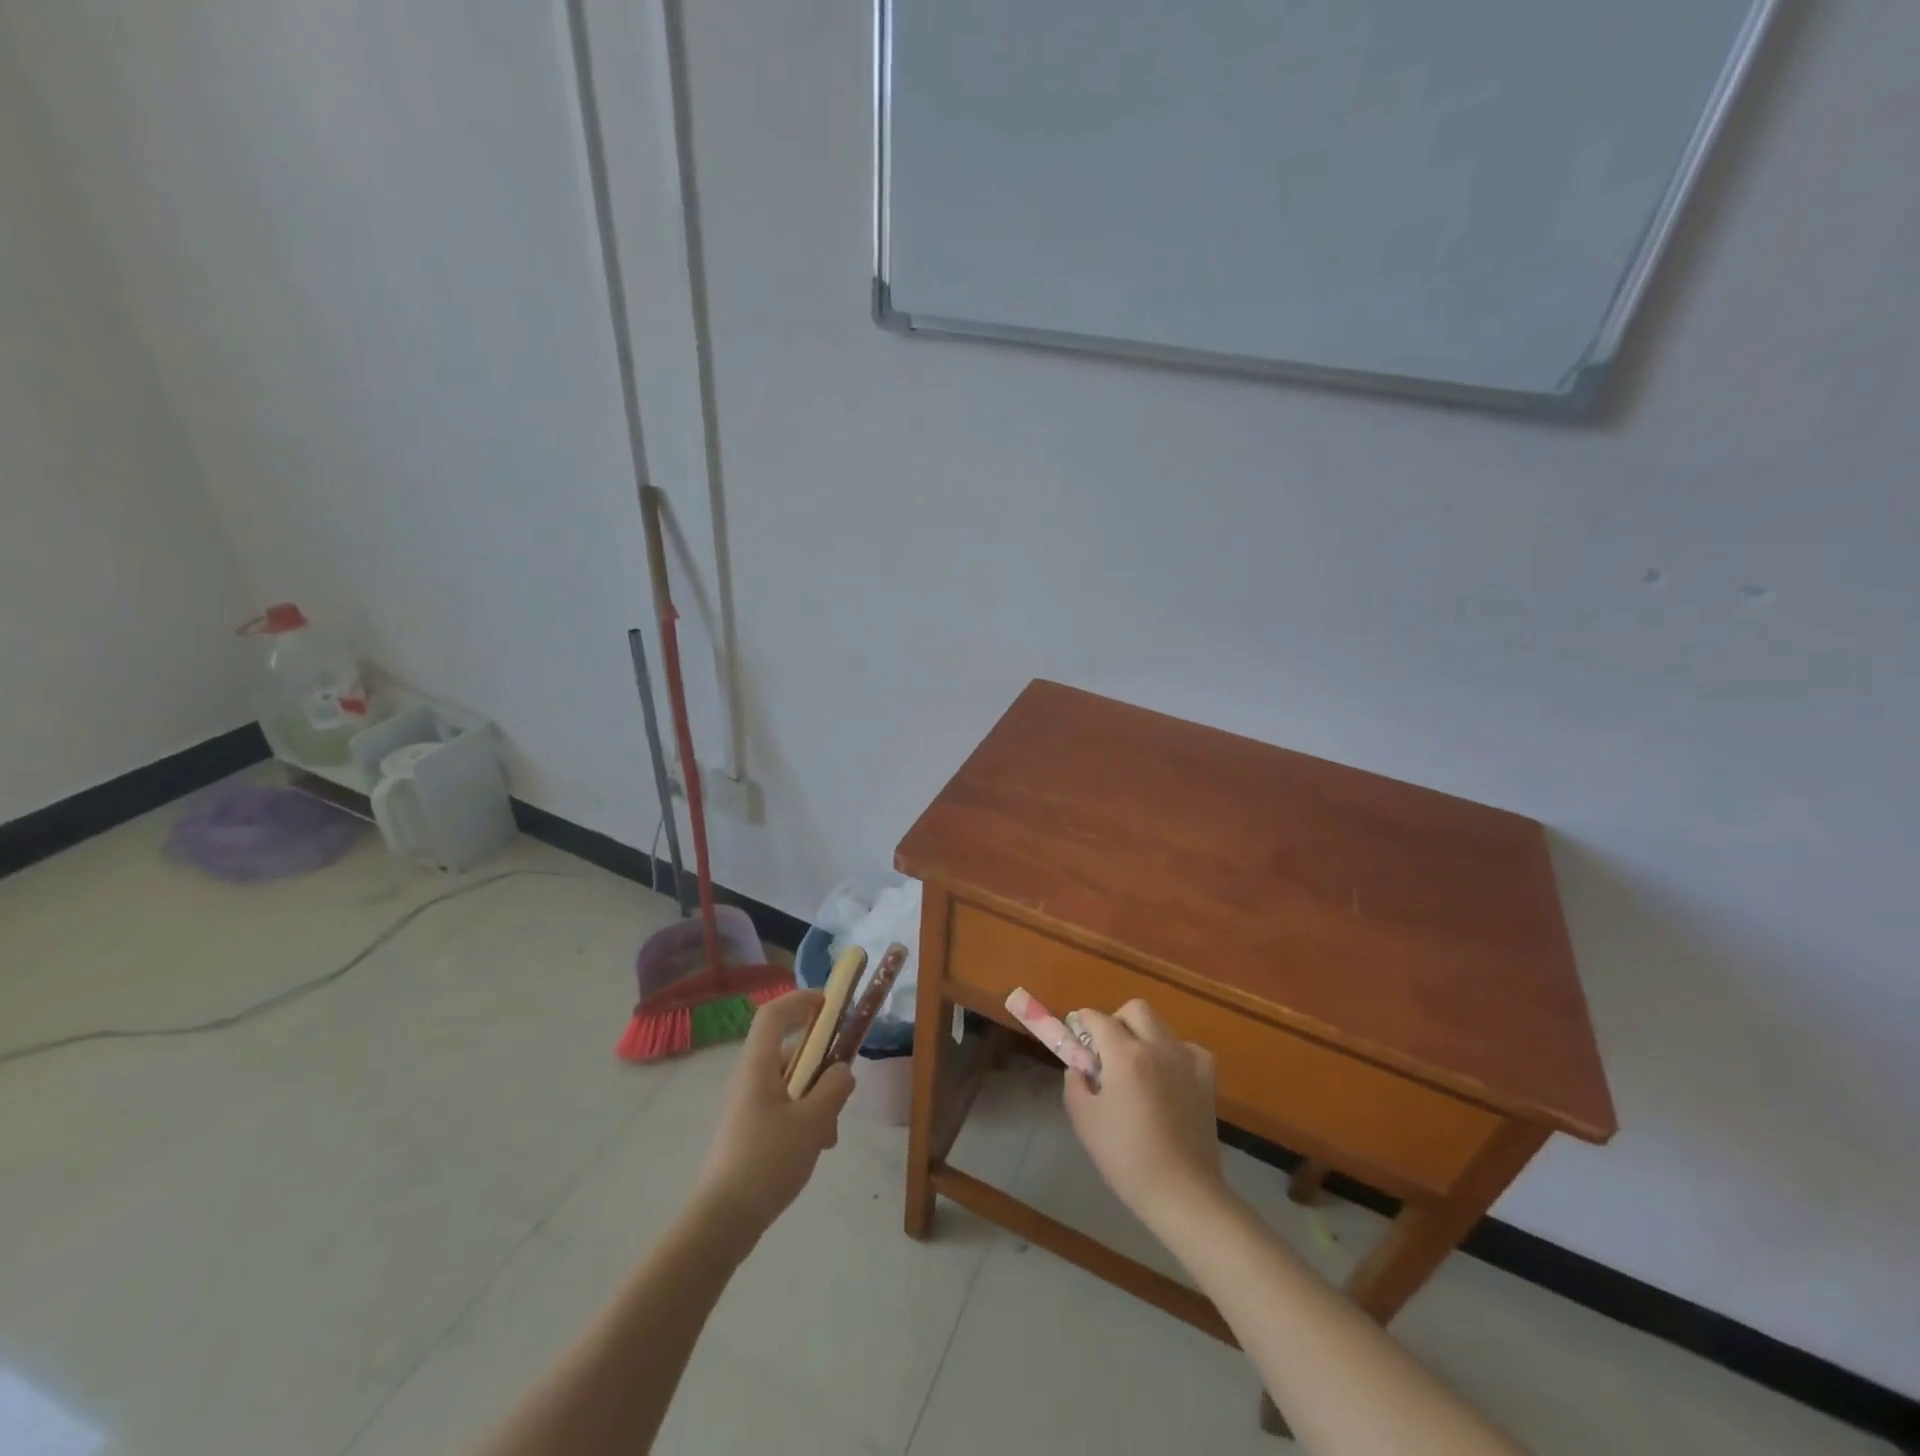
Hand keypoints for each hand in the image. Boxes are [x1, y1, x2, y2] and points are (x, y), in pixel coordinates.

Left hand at [693, 990, 854, 1243]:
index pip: (774, 1014)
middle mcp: (749, 1078)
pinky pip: (783, 1106)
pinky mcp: (749, 1130)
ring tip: (830, 1133)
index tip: (830, 1005)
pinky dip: (804, 1117)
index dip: (801, 1001)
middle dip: (821, 1065)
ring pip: (790, 1083)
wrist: (723, 1221)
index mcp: (758, 1066)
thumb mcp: (813, 1122)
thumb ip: (834, 1089)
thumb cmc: (768, 1161)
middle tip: (842, 1089)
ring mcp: (747, 1105)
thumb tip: (842, 1070)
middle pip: (789, 1051)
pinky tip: (817, 1147)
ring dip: (816, 1097)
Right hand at [1064, 1000, 1226, 1233]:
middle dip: (1116, 1020)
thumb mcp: (1084, 1120)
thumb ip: (1076, 1083)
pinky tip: (1168, 1078)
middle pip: (1135, 1009)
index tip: (1076, 1034)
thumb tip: (1080, 1066)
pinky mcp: (1207, 1077)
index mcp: (1124, 1054)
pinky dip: (1173, 1054)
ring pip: (1161, 1025)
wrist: (1183, 1192)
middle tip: (1107, 1049)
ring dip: (1144, 1035)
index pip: (1098, 1019)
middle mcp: (1157, 1046)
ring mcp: (1187, 1059)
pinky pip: (1186, 1048)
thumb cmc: (1126, 1158)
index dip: (1083, 1022)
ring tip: (1137, 1067)